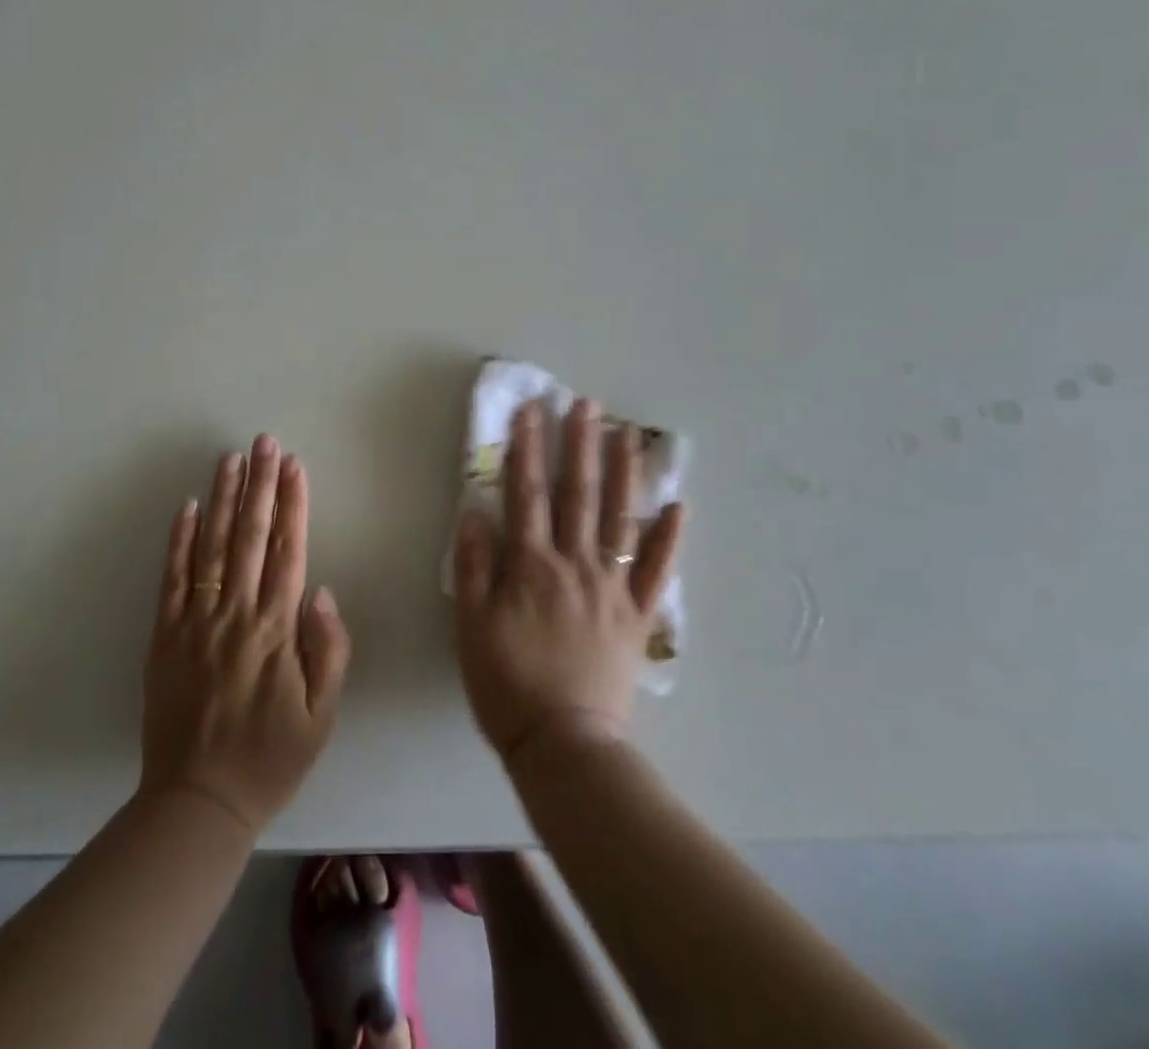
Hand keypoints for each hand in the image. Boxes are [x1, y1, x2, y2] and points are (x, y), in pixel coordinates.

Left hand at [139, 436, 352, 835]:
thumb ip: (329, 650)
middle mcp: (236, 613)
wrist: (198, 802)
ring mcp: (196, 621)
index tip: (294, 465)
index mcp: (276, 629)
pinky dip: (180, 540)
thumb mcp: (321, 715)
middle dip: (260, 484)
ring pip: (212, 546)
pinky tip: (189, 507)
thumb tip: (321, 592)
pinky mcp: (165, 635)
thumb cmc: (270, 757)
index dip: (293, 504)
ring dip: (224, 499)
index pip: (288, 550)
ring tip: (231, 459)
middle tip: (264, 442)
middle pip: (251, 536)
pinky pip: (172, 579)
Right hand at [454, 397, 684, 764]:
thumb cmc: (507, 684)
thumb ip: (472, 566)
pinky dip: (668, 539)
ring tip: (626, 434)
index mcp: (531, 565)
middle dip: (580, 445)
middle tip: (586, 404)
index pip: (526, 493)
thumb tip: (476, 512)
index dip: (527, 449)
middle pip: (577, 494)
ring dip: (623, 474)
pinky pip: (656, 571)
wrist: (564, 744)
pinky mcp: (637, 616)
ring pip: (619, 519)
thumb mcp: (470, 626)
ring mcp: (612, 588)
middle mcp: (575, 564)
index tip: (530, 410)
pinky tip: (678, 507)